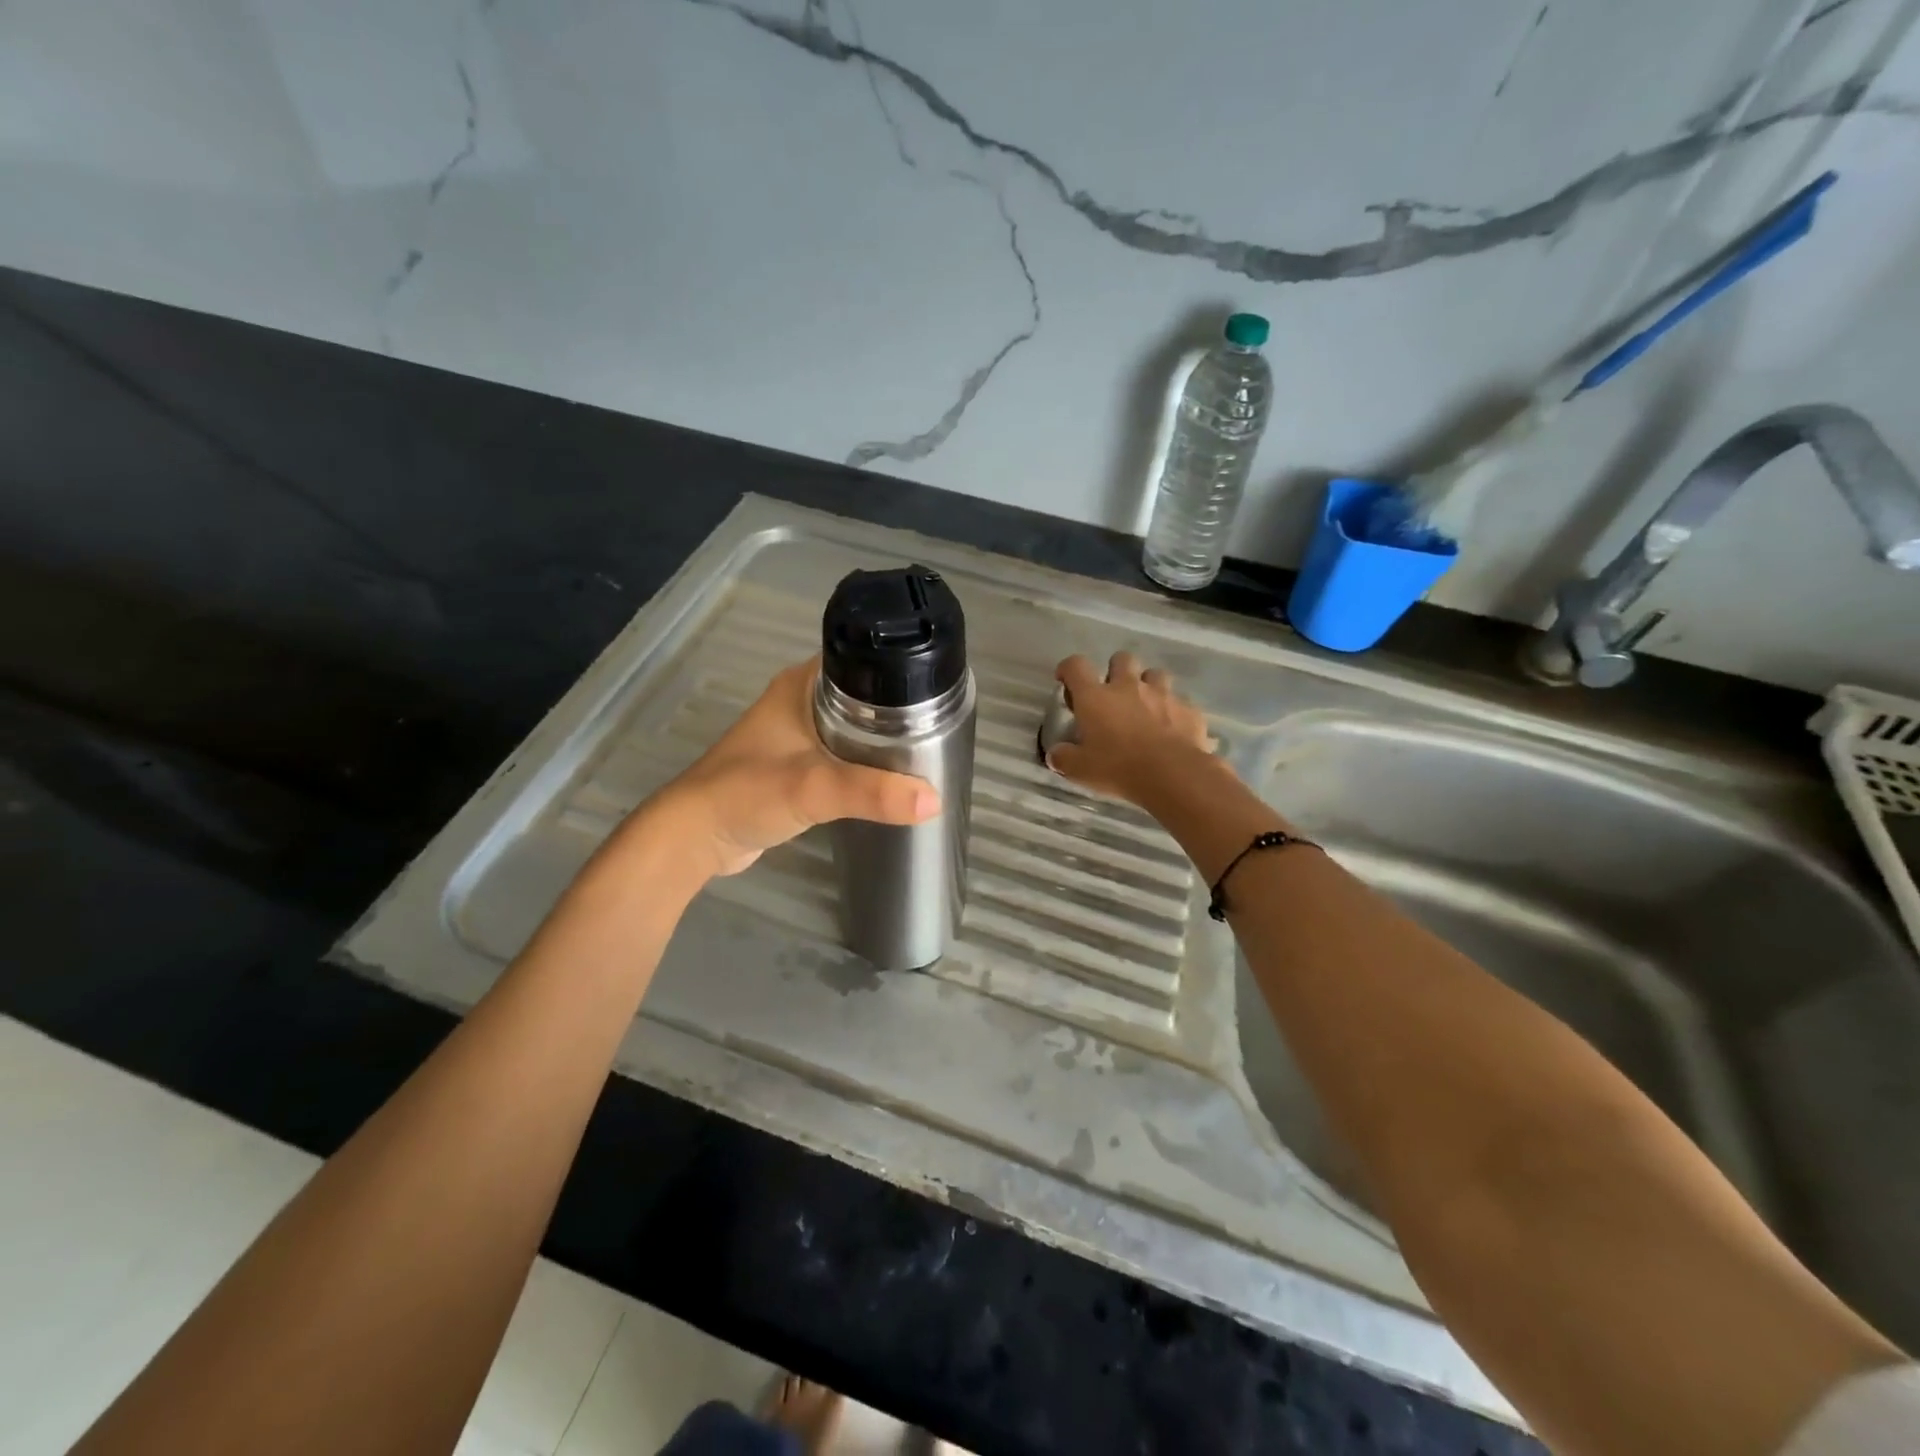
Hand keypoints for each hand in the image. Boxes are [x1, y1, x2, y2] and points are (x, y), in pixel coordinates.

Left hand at [654, 657, 939, 877]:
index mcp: (801, 685)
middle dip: (899, 711)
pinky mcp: (795, 765)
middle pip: (864, 695)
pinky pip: (842, 754)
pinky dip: (864, 762)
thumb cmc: (746, 794)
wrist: (696, 837)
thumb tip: (934, 798)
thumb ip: (872, 792)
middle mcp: (799, 701)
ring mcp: (796, 734)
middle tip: (941, 727)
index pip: (861, 660)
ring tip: (927, 752)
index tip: (938, 690)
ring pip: (854, 727)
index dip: (900, 671)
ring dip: (882, 739)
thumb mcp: (814, 788)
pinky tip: (890, 778)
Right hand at [1046, 652, 1215, 806]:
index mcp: (1096, 697)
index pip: (1076, 666)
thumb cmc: (1118, 768)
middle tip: (1113, 695)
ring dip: (1149, 686)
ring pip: (1155, 674)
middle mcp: (1128, 687)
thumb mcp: (1080, 770)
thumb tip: (1055, 755)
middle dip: (1116, 671)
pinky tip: (1172, 730)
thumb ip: (1064, 758)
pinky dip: (1174, 712)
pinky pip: (1180, 702)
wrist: (1173, 775)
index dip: (1068, 669)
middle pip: (1121, 659)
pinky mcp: (1188, 709)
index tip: (1066, 681)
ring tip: (1146, 708)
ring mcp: (1162, 695)